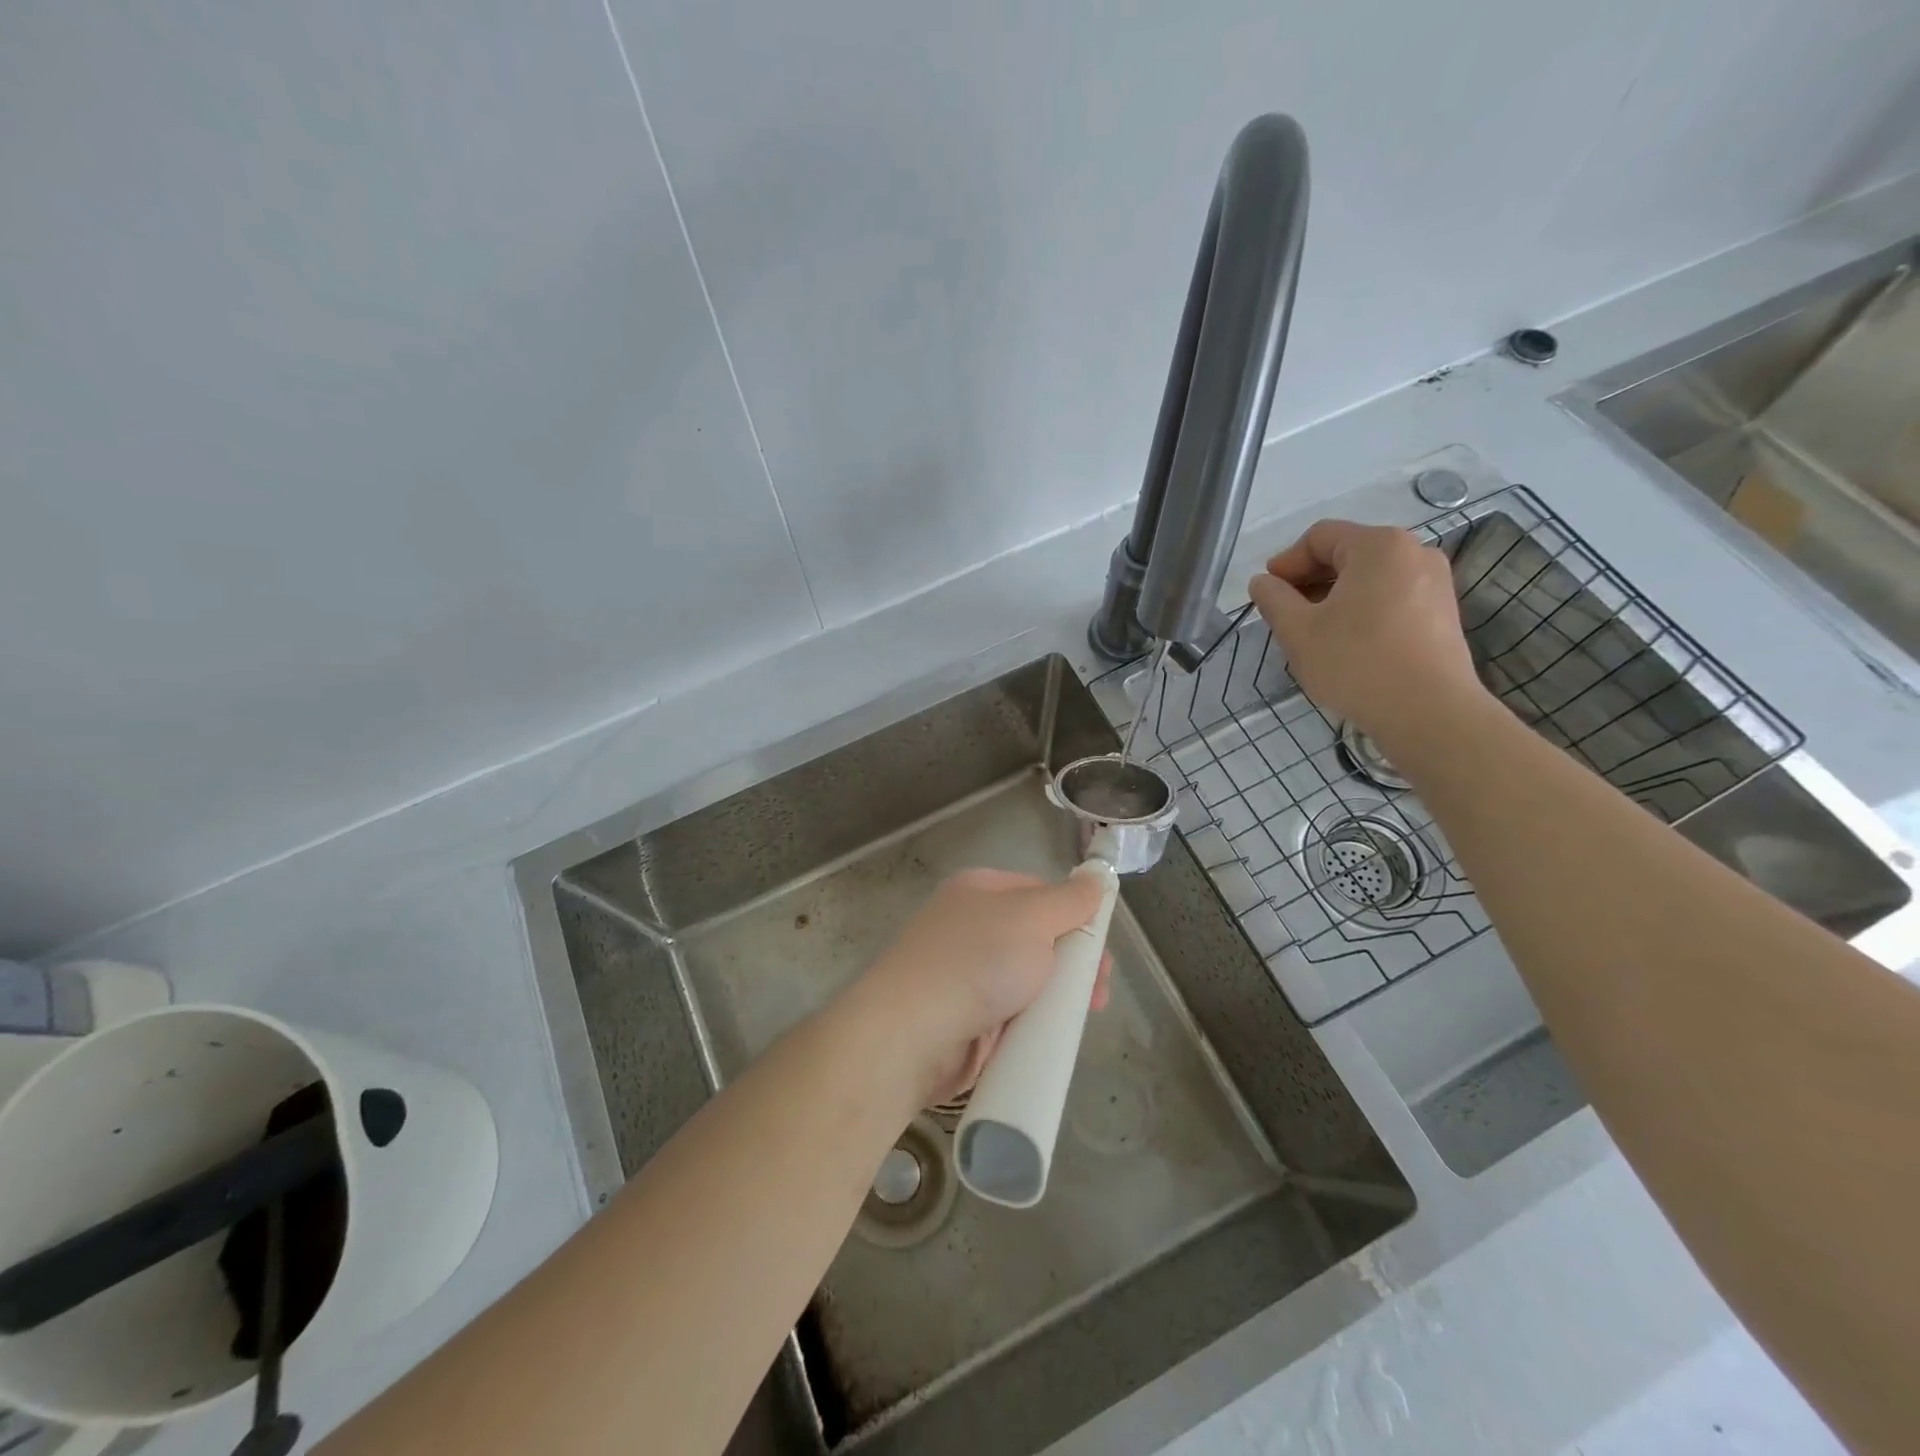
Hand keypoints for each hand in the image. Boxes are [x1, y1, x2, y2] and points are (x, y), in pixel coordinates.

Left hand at [854, 868, 1113, 1104]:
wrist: (910, 1034)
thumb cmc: (975, 962)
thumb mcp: (1032, 918)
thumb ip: (1069, 900)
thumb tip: (1096, 879)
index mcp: (980, 890)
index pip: (1040, 892)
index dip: (1075, 915)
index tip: (1102, 946)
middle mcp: (971, 926)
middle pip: (1037, 938)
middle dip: (1073, 962)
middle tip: (1100, 989)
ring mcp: (966, 974)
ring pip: (1028, 980)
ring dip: (1059, 996)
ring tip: (1086, 1014)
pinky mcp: (966, 1017)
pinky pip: (1012, 1014)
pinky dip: (1034, 1023)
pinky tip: (1054, 1036)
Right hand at [1247, 519, 1485, 749]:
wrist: (1428, 713)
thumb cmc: (1356, 663)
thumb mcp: (1298, 632)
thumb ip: (1273, 600)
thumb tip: (1262, 582)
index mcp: (1379, 546)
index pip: (1320, 536)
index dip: (1286, 561)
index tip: (1267, 592)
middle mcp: (1414, 552)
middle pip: (1348, 553)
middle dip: (1310, 579)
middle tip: (1285, 613)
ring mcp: (1435, 582)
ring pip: (1370, 577)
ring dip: (1335, 596)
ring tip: (1313, 631)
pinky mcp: (1443, 612)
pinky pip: (1391, 596)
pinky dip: (1362, 609)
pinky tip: (1346, 642)